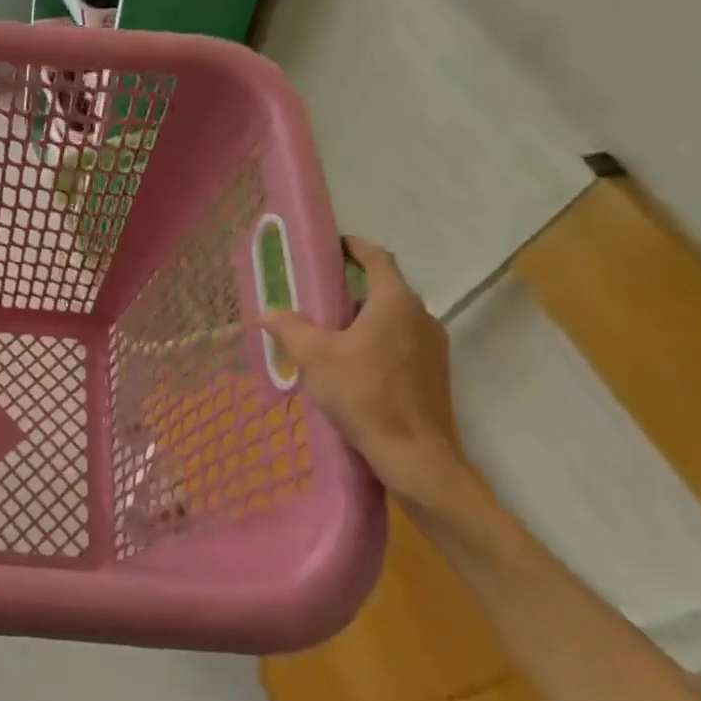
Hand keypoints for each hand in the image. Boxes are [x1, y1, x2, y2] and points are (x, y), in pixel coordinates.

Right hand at [260, 237, 465, 509]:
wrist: (415, 454)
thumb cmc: (364, 394)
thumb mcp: (315, 357)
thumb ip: (289, 328)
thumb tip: (265, 312)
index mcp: (395, 303)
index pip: (378, 259)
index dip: (356, 247)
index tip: (334, 246)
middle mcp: (421, 317)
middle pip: (385, 290)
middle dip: (352, 290)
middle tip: (318, 298)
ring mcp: (433, 346)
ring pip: (393, 319)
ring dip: (364, 319)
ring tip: (329, 335)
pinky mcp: (435, 373)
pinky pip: (402, 342)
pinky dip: (377, 341)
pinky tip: (352, 366)